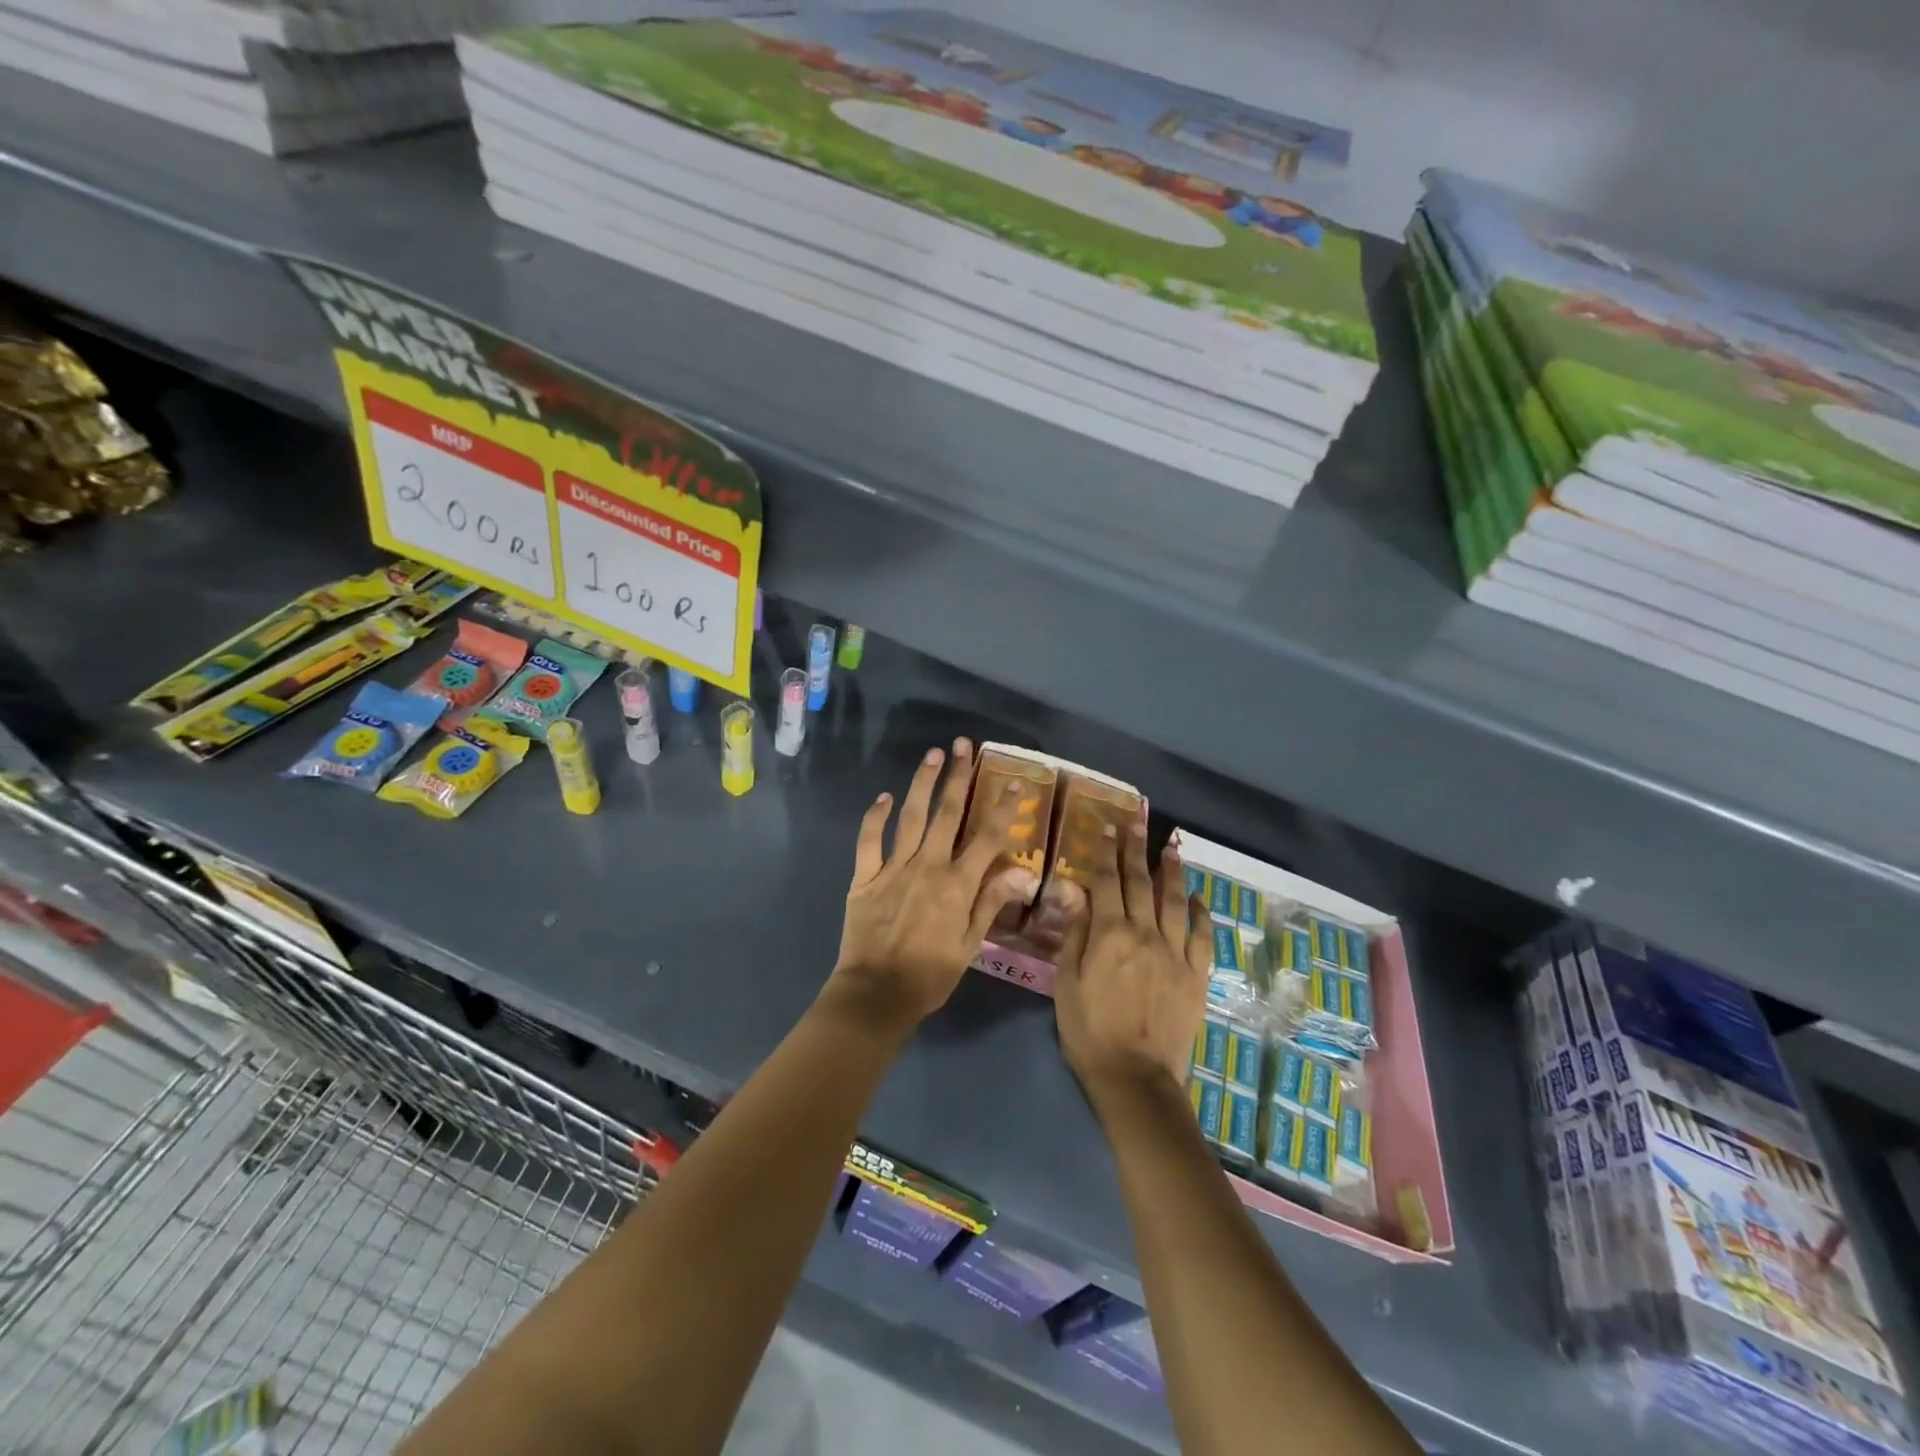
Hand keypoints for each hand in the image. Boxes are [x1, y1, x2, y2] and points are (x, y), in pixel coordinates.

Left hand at [829, 739, 1037, 1025]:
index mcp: (957, 884)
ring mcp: (893, 868)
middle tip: (963, 746)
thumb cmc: (930, 974)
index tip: (1014, 782)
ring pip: (910, 816)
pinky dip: (875, 816)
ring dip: (922, 783)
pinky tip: (883, 796)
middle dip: (957, 777)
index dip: (1003, 808)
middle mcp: (928, 866)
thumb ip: (992, 903)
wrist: (877, 993)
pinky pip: (869, 840)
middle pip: (947, 814)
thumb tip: (1021, 871)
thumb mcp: (969, 944)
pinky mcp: (864, 876)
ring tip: (932, 755)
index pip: (987, 837)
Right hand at [1054, 824, 1211, 1097]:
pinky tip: (1197, 898)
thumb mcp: (1066, 982)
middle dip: (1136, 851)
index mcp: (1109, 934)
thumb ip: (1074, 932)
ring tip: (1171, 847)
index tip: (1107, 829)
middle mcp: (1145, 934)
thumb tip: (1074, 889)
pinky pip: (1202, 936)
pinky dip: (1201, 913)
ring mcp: (1175, 953)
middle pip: (1140, 884)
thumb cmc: (1089, 1030)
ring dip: (1171, 872)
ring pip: (1175, 902)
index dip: (1105, 854)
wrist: (1135, 1077)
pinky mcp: (1196, 975)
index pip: (1106, 882)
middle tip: (1137, 825)